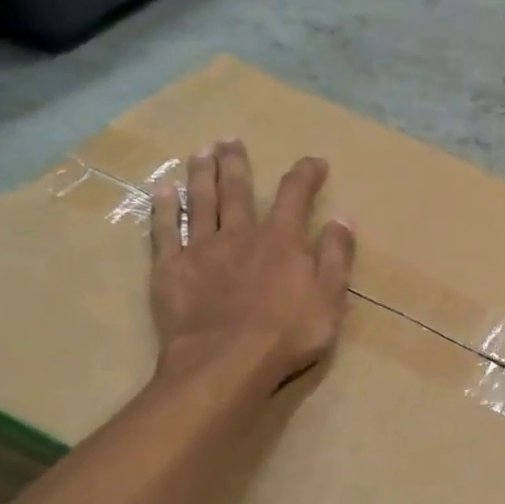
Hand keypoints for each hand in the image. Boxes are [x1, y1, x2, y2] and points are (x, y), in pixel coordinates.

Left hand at [148, 141, 354, 390]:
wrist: (225, 363)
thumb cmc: (287, 335)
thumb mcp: (329, 299)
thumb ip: (336, 257)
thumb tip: (342, 218)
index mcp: (281, 241)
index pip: (296, 195)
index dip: (306, 174)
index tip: (315, 161)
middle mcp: (240, 234)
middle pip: (237, 190)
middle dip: (237, 163)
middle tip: (231, 140)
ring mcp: (201, 249)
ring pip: (200, 201)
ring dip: (201, 174)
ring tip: (200, 152)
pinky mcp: (170, 269)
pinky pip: (164, 230)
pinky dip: (163, 208)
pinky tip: (162, 191)